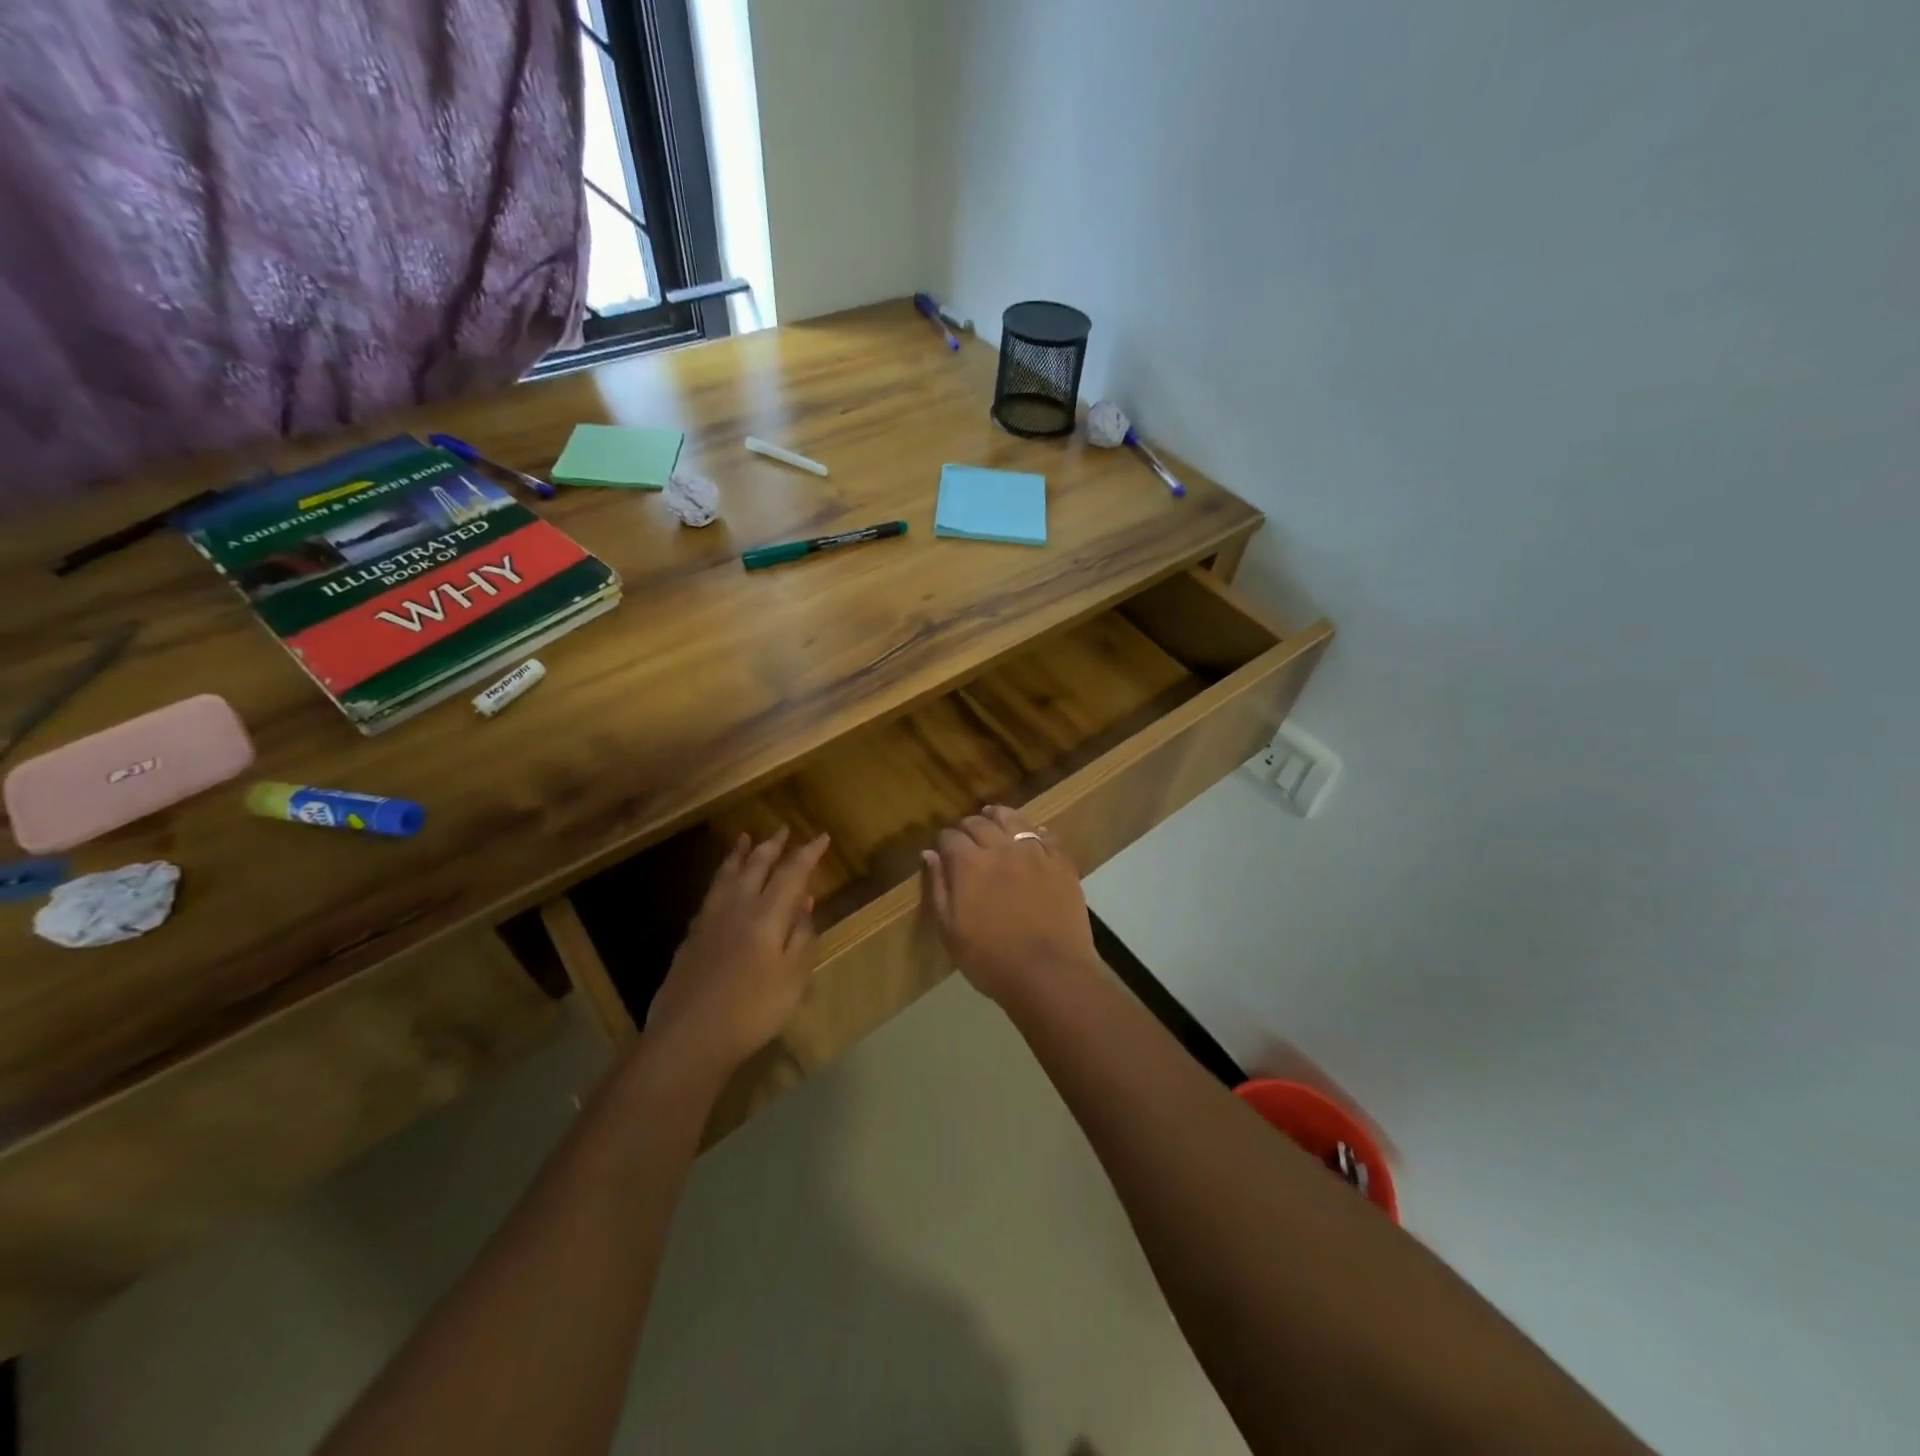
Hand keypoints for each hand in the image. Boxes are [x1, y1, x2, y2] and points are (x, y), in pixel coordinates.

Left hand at [644, 828, 830, 1082]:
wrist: (690, 1038)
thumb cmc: (753, 1010)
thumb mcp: (794, 976)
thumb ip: (802, 934)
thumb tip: (804, 899)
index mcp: (767, 914)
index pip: (791, 872)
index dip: (807, 853)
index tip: (821, 837)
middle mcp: (737, 907)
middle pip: (756, 866)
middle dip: (773, 846)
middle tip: (783, 829)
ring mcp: (709, 920)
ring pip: (727, 875)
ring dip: (740, 854)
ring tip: (745, 838)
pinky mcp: (691, 937)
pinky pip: (711, 893)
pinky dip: (721, 877)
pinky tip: (722, 884)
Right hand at [922, 806, 1100, 1006]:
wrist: (1049, 974)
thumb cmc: (991, 960)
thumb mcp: (950, 931)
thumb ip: (939, 888)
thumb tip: (929, 855)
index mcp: (970, 865)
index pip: (951, 837)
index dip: (944, 841)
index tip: (943, 849)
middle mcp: (1001, 849)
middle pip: (980, 823)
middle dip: (968, 826)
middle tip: (966, 834)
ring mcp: (1035, 853)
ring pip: (1014, 820)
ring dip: (1000, 816)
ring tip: (994, 817)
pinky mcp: (1061, 864)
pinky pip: (1047, 837)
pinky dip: (1035, 832)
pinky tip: (1032, 835)